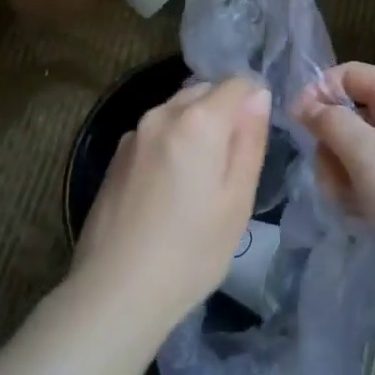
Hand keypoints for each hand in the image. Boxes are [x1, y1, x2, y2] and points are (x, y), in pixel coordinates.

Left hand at [69, 77, 271, 333]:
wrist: (115, 291)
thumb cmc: (191, 251)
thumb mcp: (237, 199)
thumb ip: (250, 140)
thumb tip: (259, 95)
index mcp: (198, 120)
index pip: (238, 83)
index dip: (255, 102)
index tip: (258, 137)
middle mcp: (162, 113)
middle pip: (204, 92)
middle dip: (224, 113)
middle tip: (233, 163)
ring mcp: (133, 133)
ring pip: (178, 112)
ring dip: (196, 128)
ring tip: (201, 179)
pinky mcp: (115, 156)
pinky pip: (155, 133)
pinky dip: (171, 144)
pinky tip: (170, 189)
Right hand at [293, 62, 374, 272]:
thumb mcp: (364, 151)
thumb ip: (329, 122)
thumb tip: (303, 103)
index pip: (347, 74)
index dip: (317, 94)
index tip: (296, 125)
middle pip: (350, 115)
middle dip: (331, 148)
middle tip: (330, 179)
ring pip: (359, 149)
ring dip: (344, 175)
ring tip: (350, 204)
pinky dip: (364, 191)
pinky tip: (366, 215)